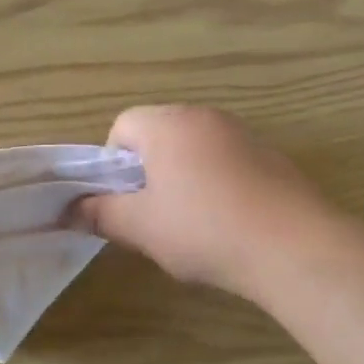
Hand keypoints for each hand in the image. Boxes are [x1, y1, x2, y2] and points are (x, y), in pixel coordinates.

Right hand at [74, 105, 336, 298]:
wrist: (293, 246)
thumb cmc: (203, 229)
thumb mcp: (141, 227)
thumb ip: (100, 214)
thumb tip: (69, 210)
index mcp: (168, 123)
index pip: (122, 126)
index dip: (112, 165)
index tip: (124, 202)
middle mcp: (204, 117)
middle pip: (159, 134)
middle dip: (148, 172)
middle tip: (152, 216)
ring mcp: (242, 134)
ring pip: (193, 149)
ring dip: (182, 178)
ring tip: (192, 225)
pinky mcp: (271, 156)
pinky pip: (227, 162)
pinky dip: (217, 185)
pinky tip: (228, 223)